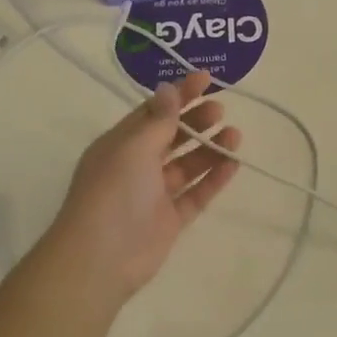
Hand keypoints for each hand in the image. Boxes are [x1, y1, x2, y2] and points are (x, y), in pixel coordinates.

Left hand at [45, 69, 240, 302]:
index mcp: (120, 144)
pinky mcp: (170, 220)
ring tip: (235, 136)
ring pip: (187, 165)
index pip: (153, 112)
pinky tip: (234, 165)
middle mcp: (136, 166)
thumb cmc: (113, 192)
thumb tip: (168, 88)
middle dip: (196, 121)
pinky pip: (196, 194)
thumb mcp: (134, 147)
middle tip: (221, 110)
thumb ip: (159, 121)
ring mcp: (154, 194)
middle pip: (172, 136)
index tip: (206, 78)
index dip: (179, 95)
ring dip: (210, 149)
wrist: (101, 258)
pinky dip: (214, 179)